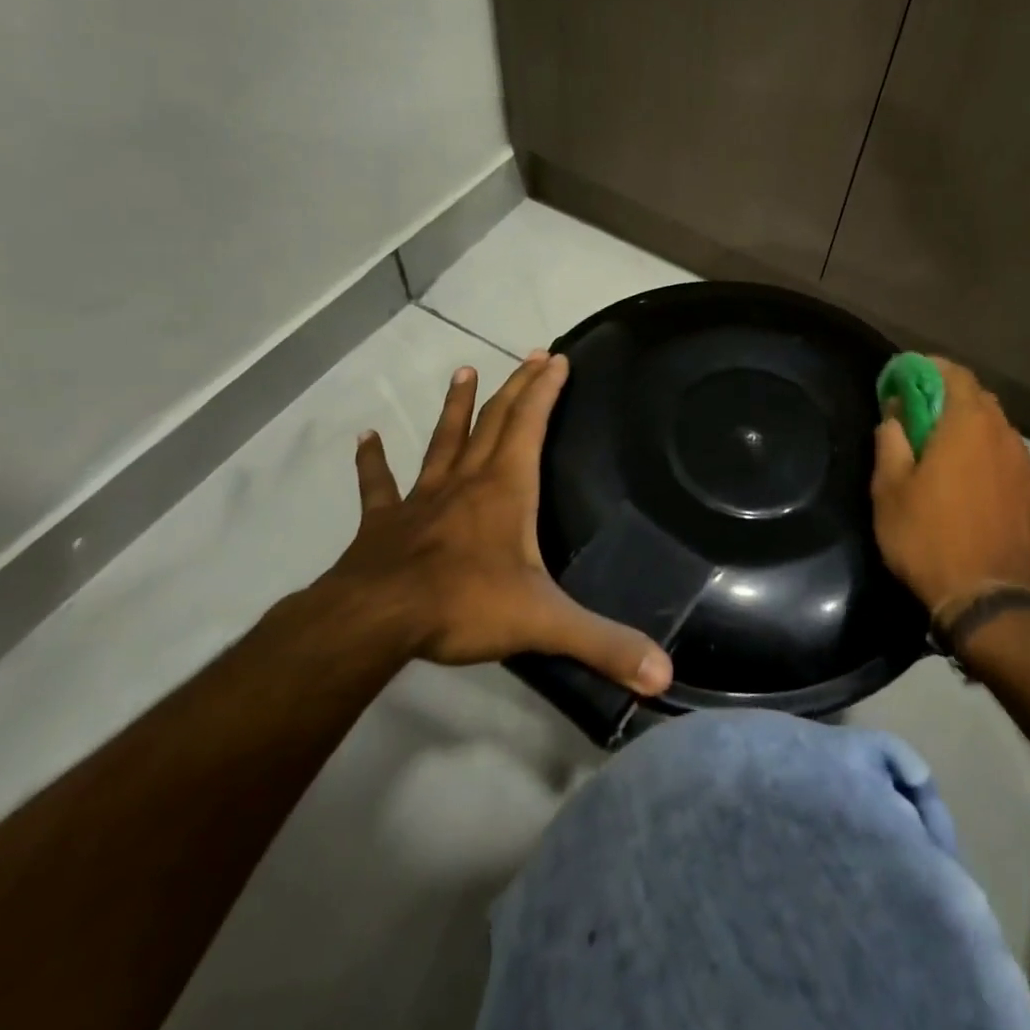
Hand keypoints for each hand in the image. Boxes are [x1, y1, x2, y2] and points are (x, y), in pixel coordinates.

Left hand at [330, 351, 672, 695]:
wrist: (374, 622)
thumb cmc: (464, 605)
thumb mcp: (545, 623)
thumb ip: (604, 645)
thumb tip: (664, 675)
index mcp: (506, 489)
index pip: (530, 423)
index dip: (545, 389)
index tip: (556, 358)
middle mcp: (467, 481)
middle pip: (495, 421)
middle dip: (516, 386)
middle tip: (530, 355)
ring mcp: (422, 499)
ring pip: (443, 441)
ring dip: (457, 407)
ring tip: (463, 371)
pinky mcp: (385, 523)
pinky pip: (380, 486)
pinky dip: (373, 463)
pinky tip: (365, 439)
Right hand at [871, 357, 1029, 621]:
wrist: (988, 603)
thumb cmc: (928, 540)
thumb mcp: (890, 491)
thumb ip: (891, 443)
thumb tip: (895, 416)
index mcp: (968, 426)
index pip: (955, 373)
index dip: (929, 368)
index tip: (907, 377)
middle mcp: (1005, 437)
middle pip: (980, 400)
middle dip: (949, 399)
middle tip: (922, 418)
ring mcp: (1027, 470)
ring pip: (998, 433)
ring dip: (972, 432)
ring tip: (947, 456)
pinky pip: (1010, 465)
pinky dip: (990, 463)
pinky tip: (973, 490)